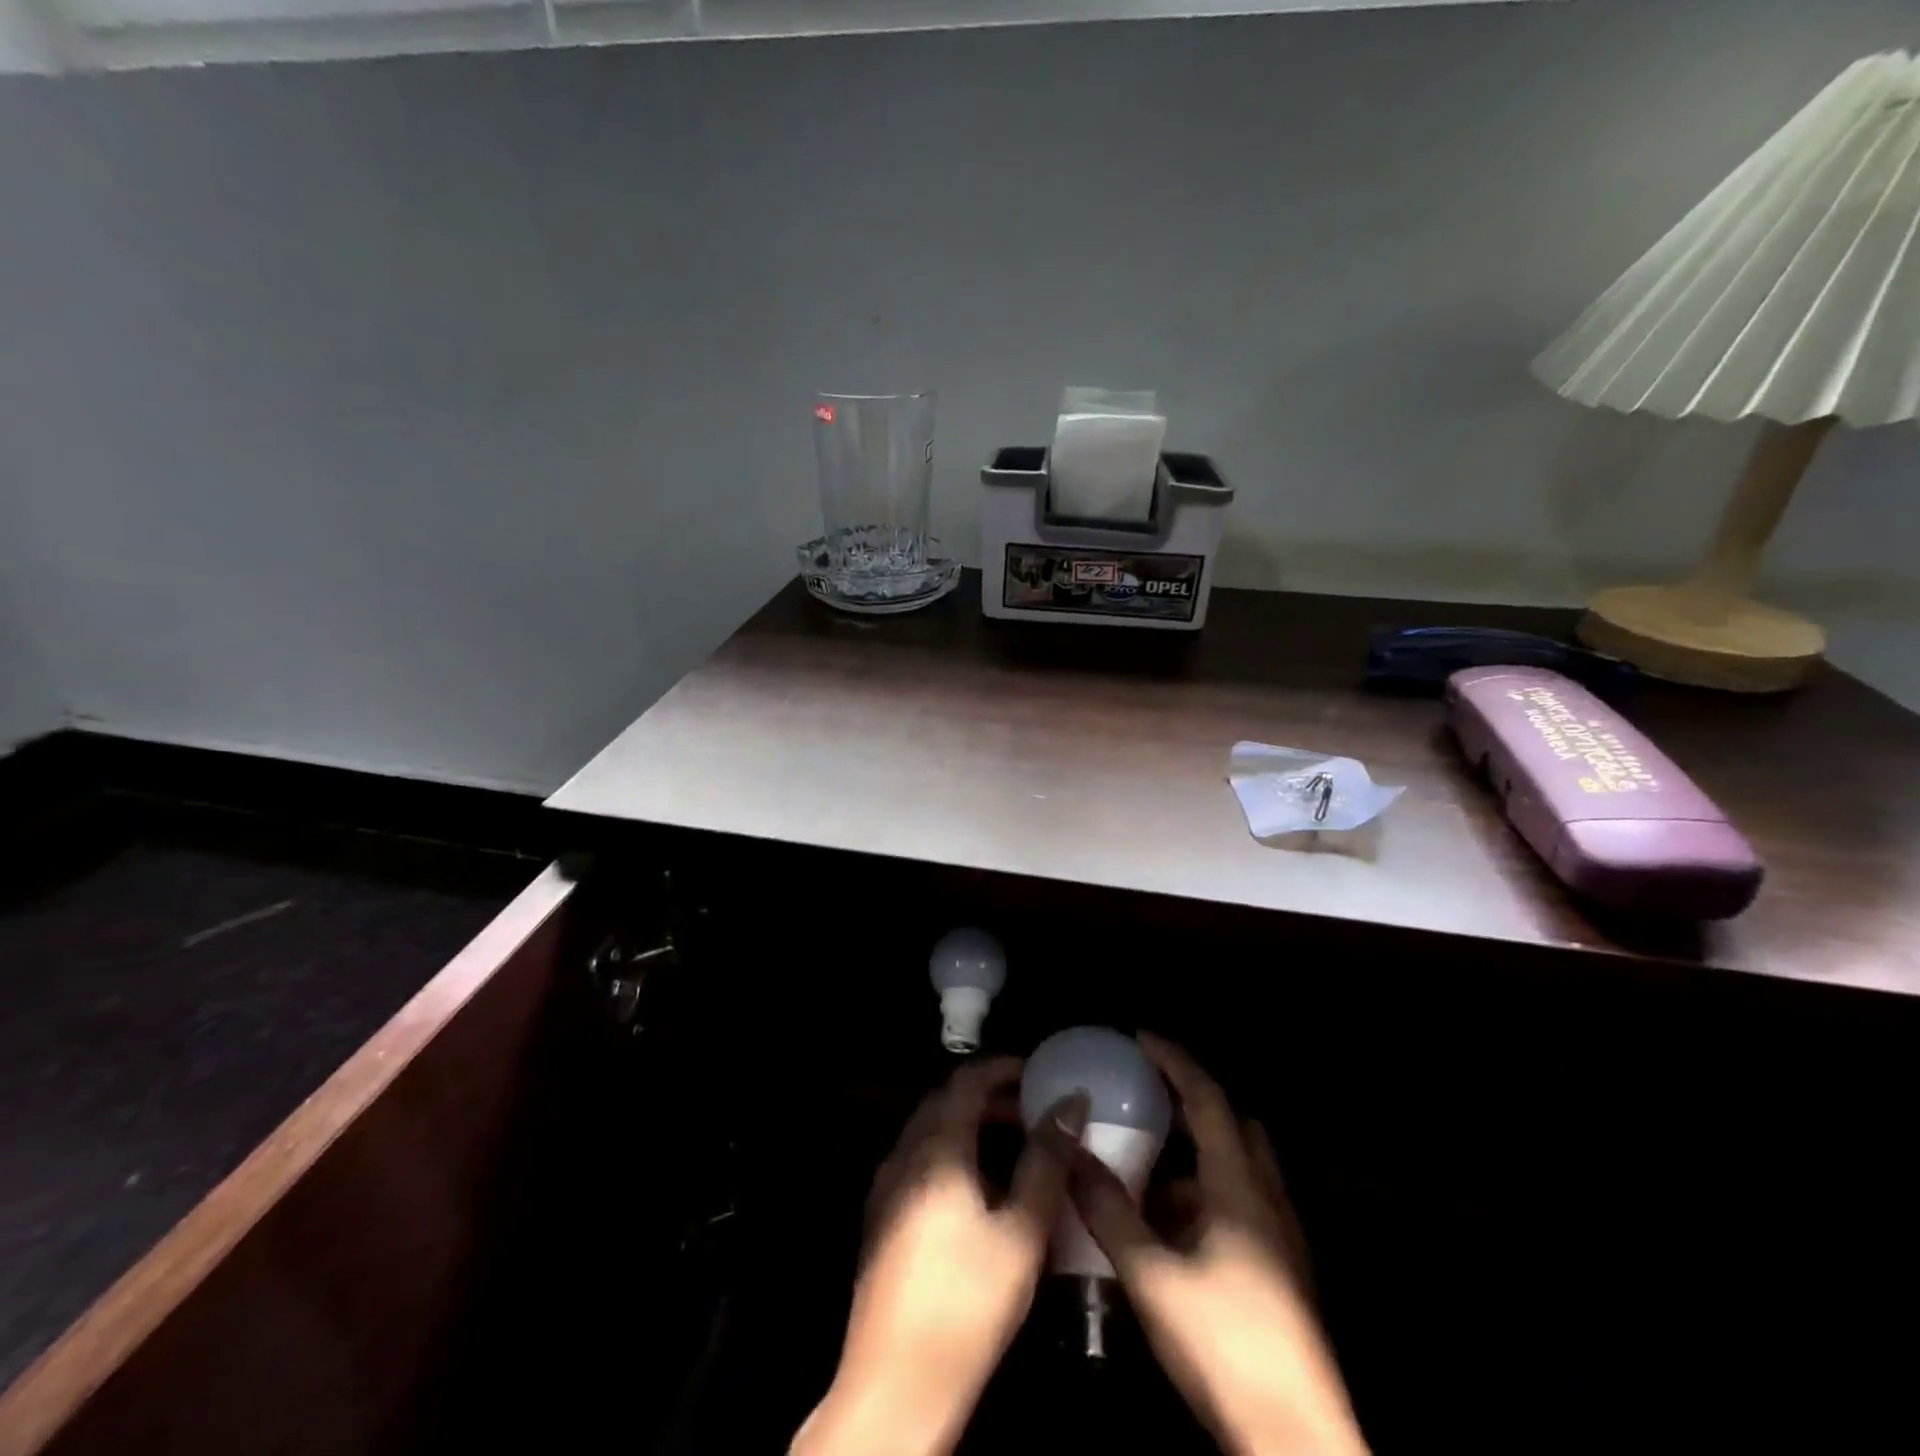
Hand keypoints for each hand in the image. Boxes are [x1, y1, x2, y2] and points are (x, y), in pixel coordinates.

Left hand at [792, 1058, 1086, 1455]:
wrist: (896, 1384)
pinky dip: (952, 1153)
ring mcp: (887, 1187)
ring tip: (1015, 1147)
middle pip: (946, 1102)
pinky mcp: (883, 1217)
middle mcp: (904, 1155)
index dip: (1002, 1069)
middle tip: (1032, 1110)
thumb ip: (1046, 1161)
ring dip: (970, 1126)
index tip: (1037, 1072)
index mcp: (936, 1148)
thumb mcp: (1021, 1231)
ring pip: (931, 1132)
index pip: (966, 1081)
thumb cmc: (968, 1302)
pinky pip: (920, 1160)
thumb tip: (1071, 1103)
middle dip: (989, 1097)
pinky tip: (980, 1190)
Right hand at [1067, 1034, 1368, 1455]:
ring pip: (1236, 1170)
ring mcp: (1279, 1237)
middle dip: (1191, 1102)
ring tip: (1147, 1164)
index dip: (1174, 1060)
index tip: (1141, 1037)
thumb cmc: (1224, 1344)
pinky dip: (1204, 1196)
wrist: (1296, 1442)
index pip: (1207, 1097)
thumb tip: (1070, 1153)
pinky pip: (1239, 1206)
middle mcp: (1265, 1197)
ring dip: (1195, 1155)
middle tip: (1148, 1096)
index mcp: (1239, 1184)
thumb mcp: (1152, 1275)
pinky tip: (1169, 1227)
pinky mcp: (1280, 1271)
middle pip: (1232, 1125)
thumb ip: (1109, 1210)